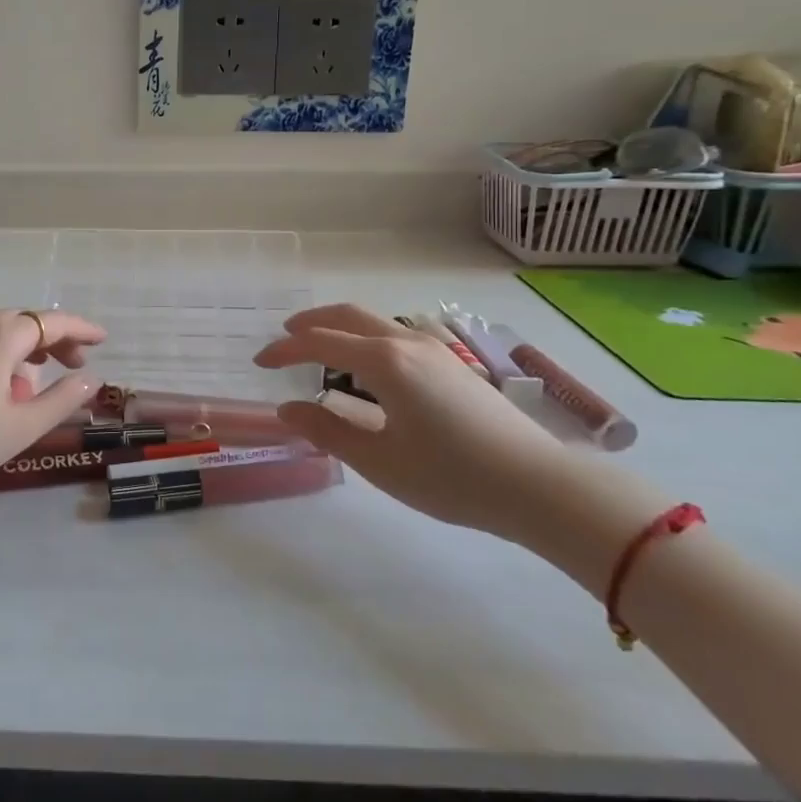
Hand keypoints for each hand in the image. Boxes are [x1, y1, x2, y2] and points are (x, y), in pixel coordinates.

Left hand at [0, 306, 106, 490]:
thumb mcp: (19, 428)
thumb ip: (61, 401)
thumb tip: (91, 379)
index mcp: (1, 335)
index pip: (51, 322)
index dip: (81, 329)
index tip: (103, 339)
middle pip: (23, 320)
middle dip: (53, 338)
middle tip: (74, 363)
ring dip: (22, 343)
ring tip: (34, 373)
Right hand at [254, 303, 596, 540]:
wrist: (539, 486)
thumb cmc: (451, 476)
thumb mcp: (379, 461)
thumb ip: (327, 431)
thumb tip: (288, 410)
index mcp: (384, 361)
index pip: (320, 342)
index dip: (285, 349)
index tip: (261, 362)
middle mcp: (406, 343)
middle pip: (348, 315)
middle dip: (311, 322)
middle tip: (285, 338)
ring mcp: (435, 350)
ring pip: (375, 323)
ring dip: (340, 328)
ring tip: (321, 350)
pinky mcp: (453, 365)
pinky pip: (395, 336)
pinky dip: (366, 339)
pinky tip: (367, 369)